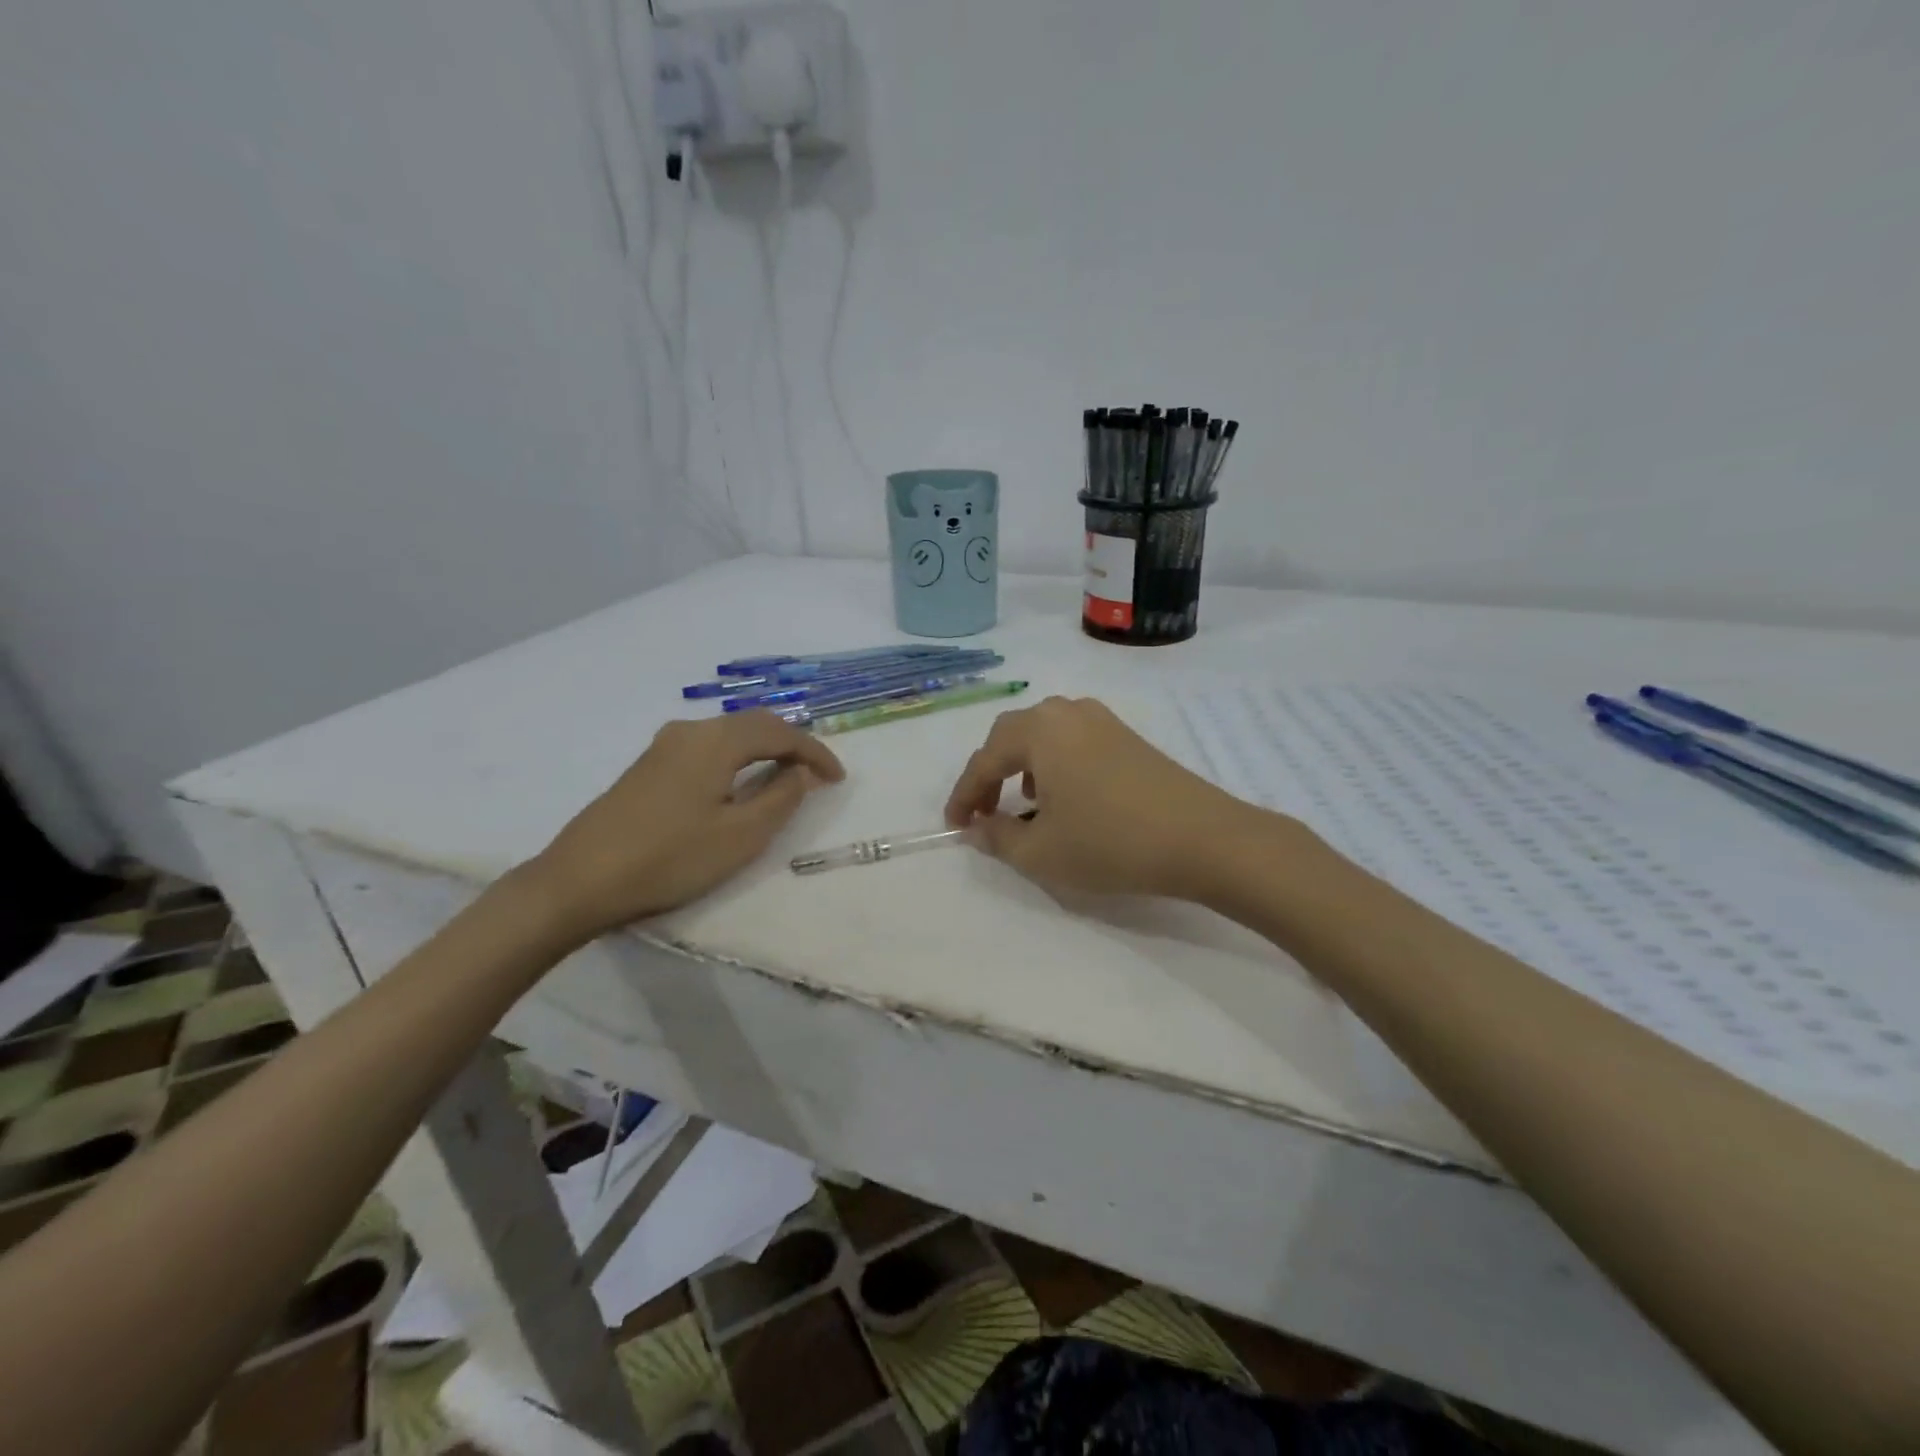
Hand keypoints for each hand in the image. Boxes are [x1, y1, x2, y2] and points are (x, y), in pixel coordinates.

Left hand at [530, 712, 843, 940]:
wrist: (579, 880)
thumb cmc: (669, 858)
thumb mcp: (741, 835)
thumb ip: (781, 798)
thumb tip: (803, 773)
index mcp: (716, 740)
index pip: (781, 733)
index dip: (815, 753)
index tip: (838, 779)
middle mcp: (690, 731)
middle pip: (754, 724)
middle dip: (791, 744)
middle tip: (816, 774)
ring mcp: (664, 747)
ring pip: (729, 735)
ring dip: (763, 750)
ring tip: (786, 777)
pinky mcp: (648, 767)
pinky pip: (708, 748)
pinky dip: (737, 758)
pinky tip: (740, 783)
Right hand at [943, 696, 1259, 898]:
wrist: (1202, 838)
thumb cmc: (1110, 842)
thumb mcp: (1041, 852)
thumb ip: (998, 838)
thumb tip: (978, 828)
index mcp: (1038, 731)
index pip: (983, 760)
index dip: (963, 796)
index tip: (955, 827)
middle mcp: (1066, 712)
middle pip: (1011, 735)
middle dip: (990, 773)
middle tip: (982, 811)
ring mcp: (1101, 720)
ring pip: (1043, 734)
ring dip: (1022, 765)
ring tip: (1023, 804)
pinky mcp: (1127, 735)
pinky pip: (1072, 740)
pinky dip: (1054, 763)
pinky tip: (1066, 796)